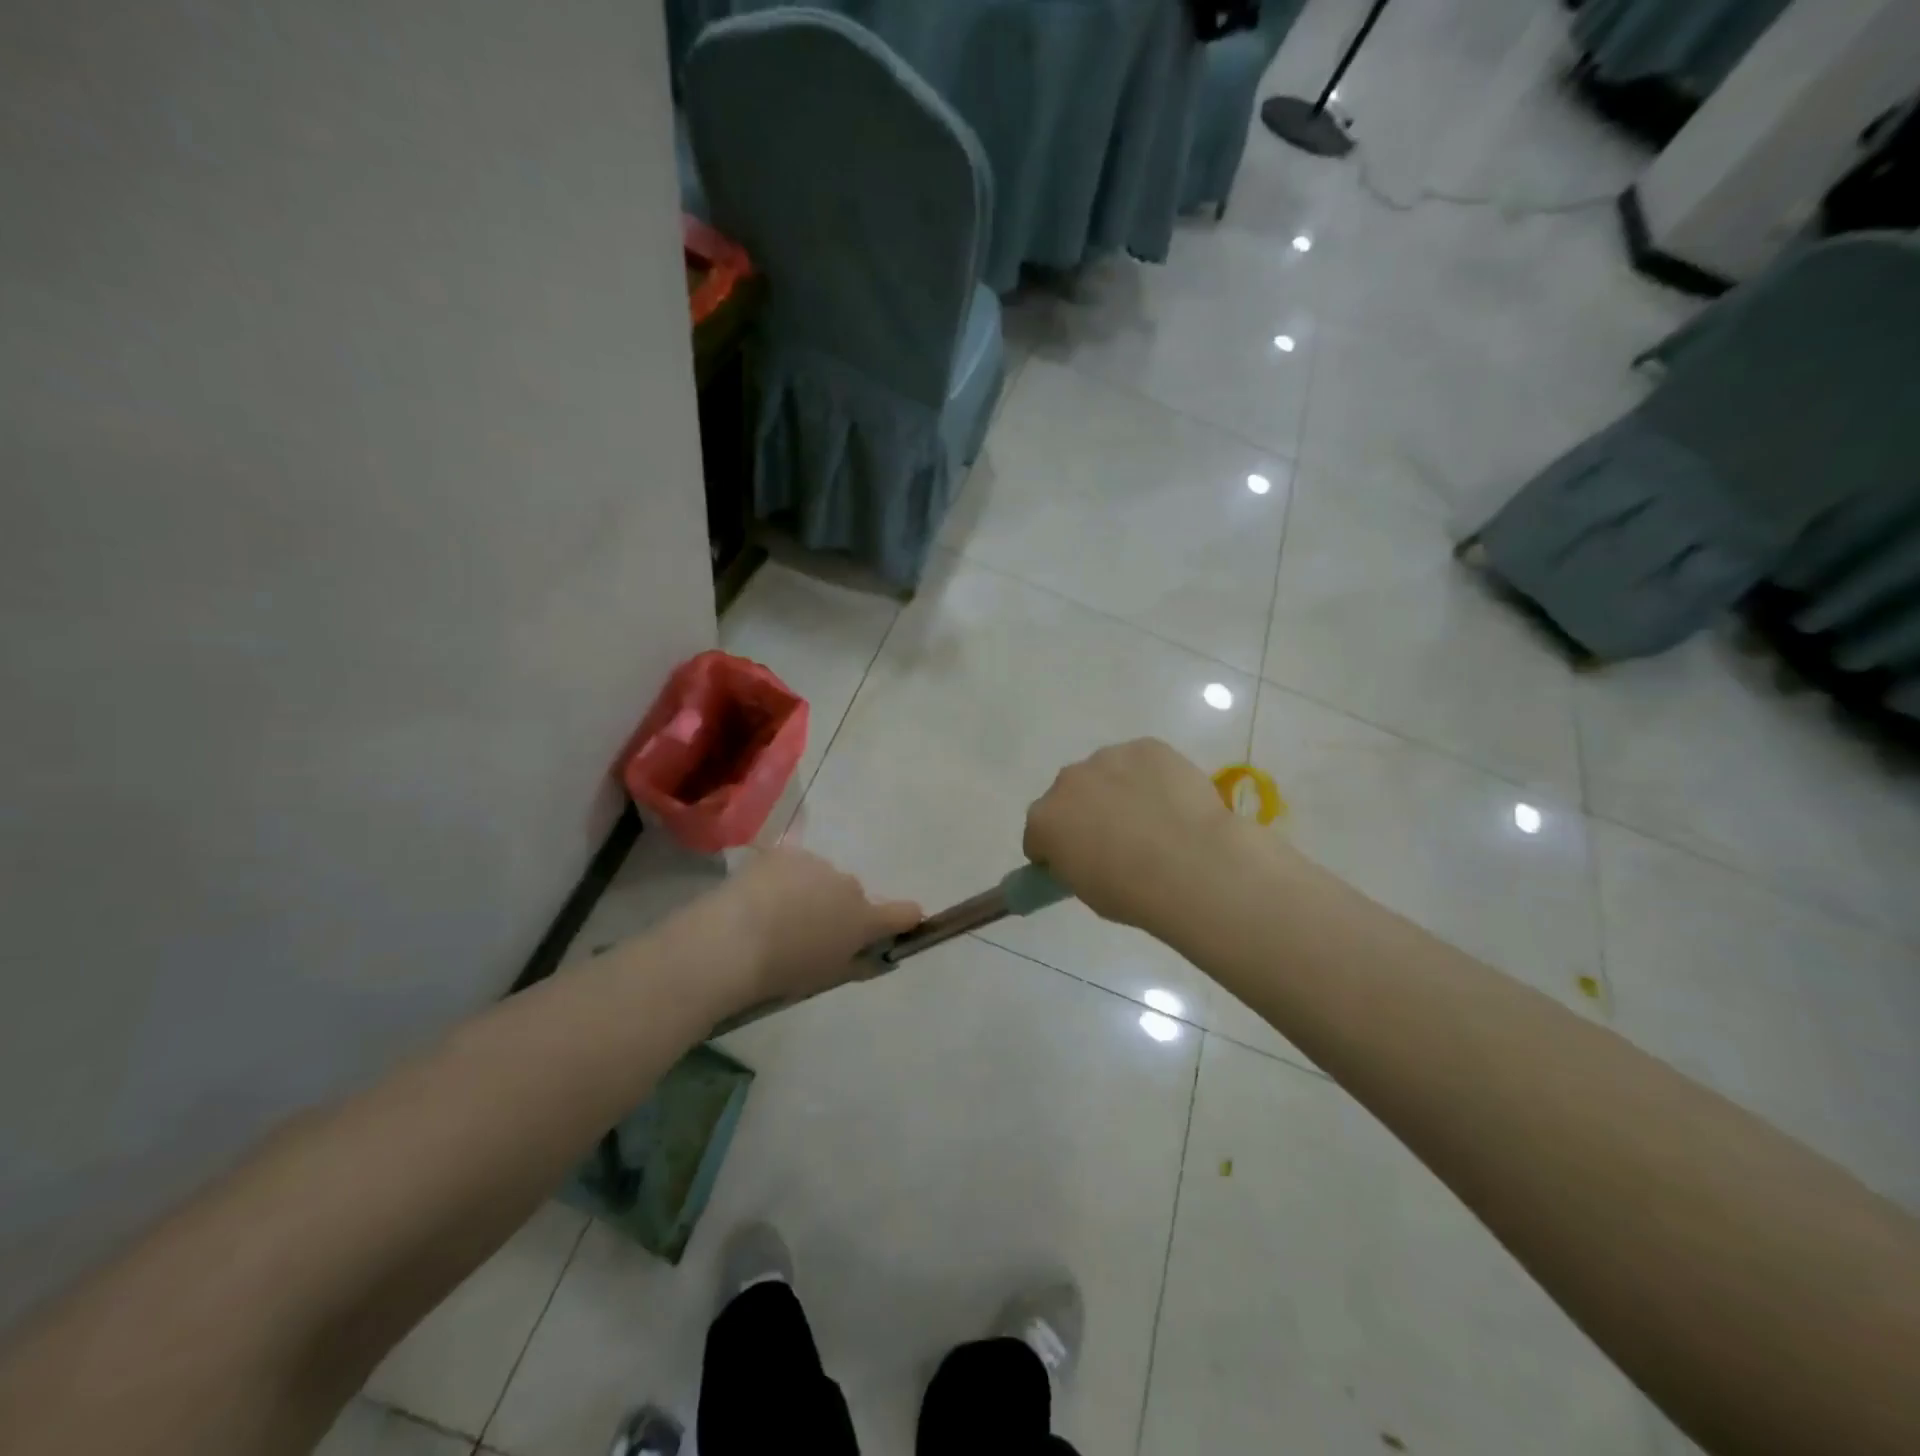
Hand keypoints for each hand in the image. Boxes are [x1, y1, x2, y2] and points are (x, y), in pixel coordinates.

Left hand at [711, 847, 921, 1010]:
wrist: (730, 941)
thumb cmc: (783, 971)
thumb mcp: (827, 977)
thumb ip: (858, 963)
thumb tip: (876, 957)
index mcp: (863, 918)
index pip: (904, 913)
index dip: (904, 919)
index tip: (898, 926)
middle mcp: (847, 884)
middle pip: (852, 895)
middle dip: (838, 910)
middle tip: (808, 934)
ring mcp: (815, 864)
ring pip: (822, 878)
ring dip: (810, 892)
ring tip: (775, 917)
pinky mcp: (784, 853)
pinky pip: (794, 867)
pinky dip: (784, 880)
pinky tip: (758, 900)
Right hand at [1025, 739, 1252, 934]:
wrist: (1193, 866)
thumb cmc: (1133, 892)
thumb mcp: (1085, 890)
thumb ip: (1073, 862)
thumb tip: (1083, 853)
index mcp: (1044, 820)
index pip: (1038, 836)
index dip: (1056, 851)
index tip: (1079, 864)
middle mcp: (1067, 781)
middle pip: (1069, 796)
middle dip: (1085, 813)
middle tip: (1117, 840)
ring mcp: (1108, 758)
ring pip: (1106, 773)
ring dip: (1117, 790)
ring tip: (1152, 818)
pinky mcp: (1147, 746)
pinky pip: (1141, 762)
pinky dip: (1151, 777)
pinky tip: (1172, 801)